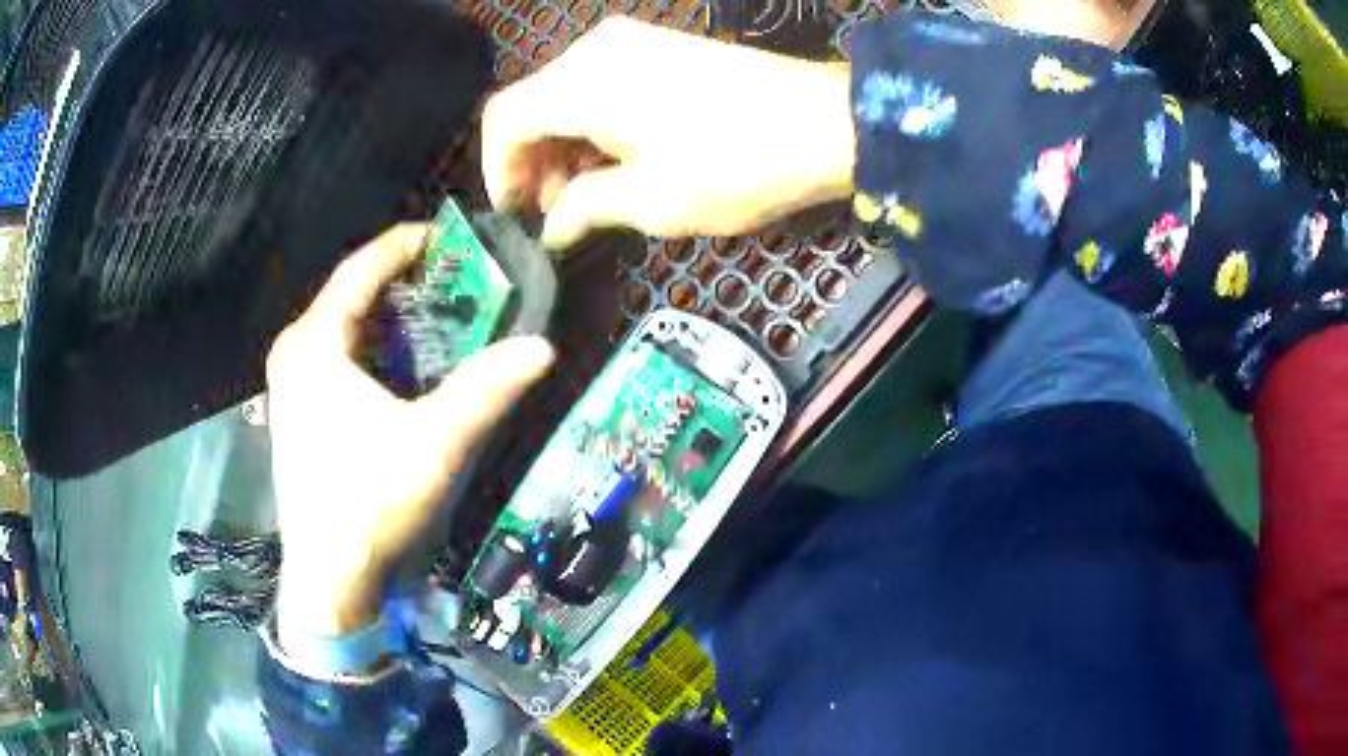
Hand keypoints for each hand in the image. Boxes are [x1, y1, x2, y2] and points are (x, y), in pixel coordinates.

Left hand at [266, 225, 553, 637]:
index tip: (445, 236)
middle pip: (350, 295)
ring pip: (343, 327)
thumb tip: (542, 347)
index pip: (359, 270)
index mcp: (314, 344)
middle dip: (401, 282)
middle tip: (454, 279)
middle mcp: (294, 352)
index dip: (403, 245)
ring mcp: (290, 383)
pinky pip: (336, 355)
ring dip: (388, 316)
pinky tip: (403, 364)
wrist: (330, 576)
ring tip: (437, 314)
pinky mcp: (297, 409)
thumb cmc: (370, 504)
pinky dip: (372, 347)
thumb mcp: (433, 443)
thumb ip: (486, 390)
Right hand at [482, 16, 853, 248]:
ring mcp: (631, 42)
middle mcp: (596, 50)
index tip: (514, 212)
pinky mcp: (660, 48)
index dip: (497, 169)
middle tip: (553, 213)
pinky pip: (602, 84)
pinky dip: (595, 124)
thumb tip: (552, 227)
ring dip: (565, 144)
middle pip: (535, 104)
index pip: (505, 118)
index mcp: (583, 82)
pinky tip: (614, 160)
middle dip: (534, 161)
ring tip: (585, 195)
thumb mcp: (653, 200)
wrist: (827, 122)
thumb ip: (585, 208)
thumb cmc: (736, 164)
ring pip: (567, 94)